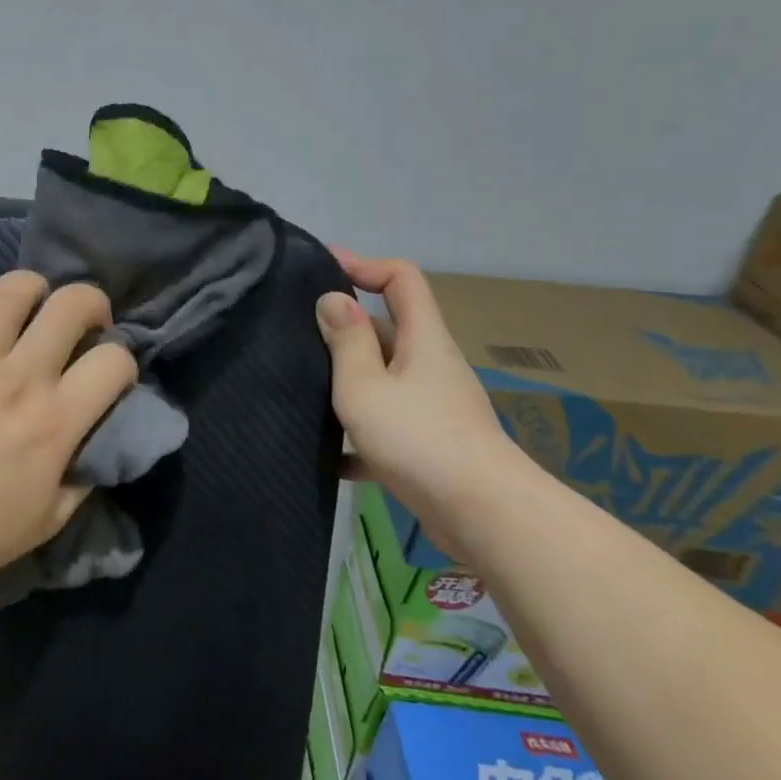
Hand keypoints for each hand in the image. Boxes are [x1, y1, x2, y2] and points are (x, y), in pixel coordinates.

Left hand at [0, 272, 138, 597]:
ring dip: (39, 292)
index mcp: (54, 421)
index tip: (109, 378)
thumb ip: (85, 473)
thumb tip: (99, 436)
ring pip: (18, 286)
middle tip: (84, 327)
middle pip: (74, 303)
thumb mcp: (50, 519)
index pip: (114, 360)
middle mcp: (19, 376)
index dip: (123, 364)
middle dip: (92, 306)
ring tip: (34, 313)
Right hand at [316, 252, 518, 550]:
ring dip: (348, 380)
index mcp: (422, 339)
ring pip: (385, 377)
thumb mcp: (366, 386)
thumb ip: (347, 341)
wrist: (483, 515)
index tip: (323, 268)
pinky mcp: (432, 443)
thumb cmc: (418, 439)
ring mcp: (435, 405)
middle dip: (345, 327)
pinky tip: (331, 455)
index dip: (364, 264)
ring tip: (303, 391)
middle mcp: (432, 364)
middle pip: (389, 327)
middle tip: (297, 336)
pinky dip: (361, 431)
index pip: (401, 278)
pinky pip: (389, 423)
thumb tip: (333, 298)